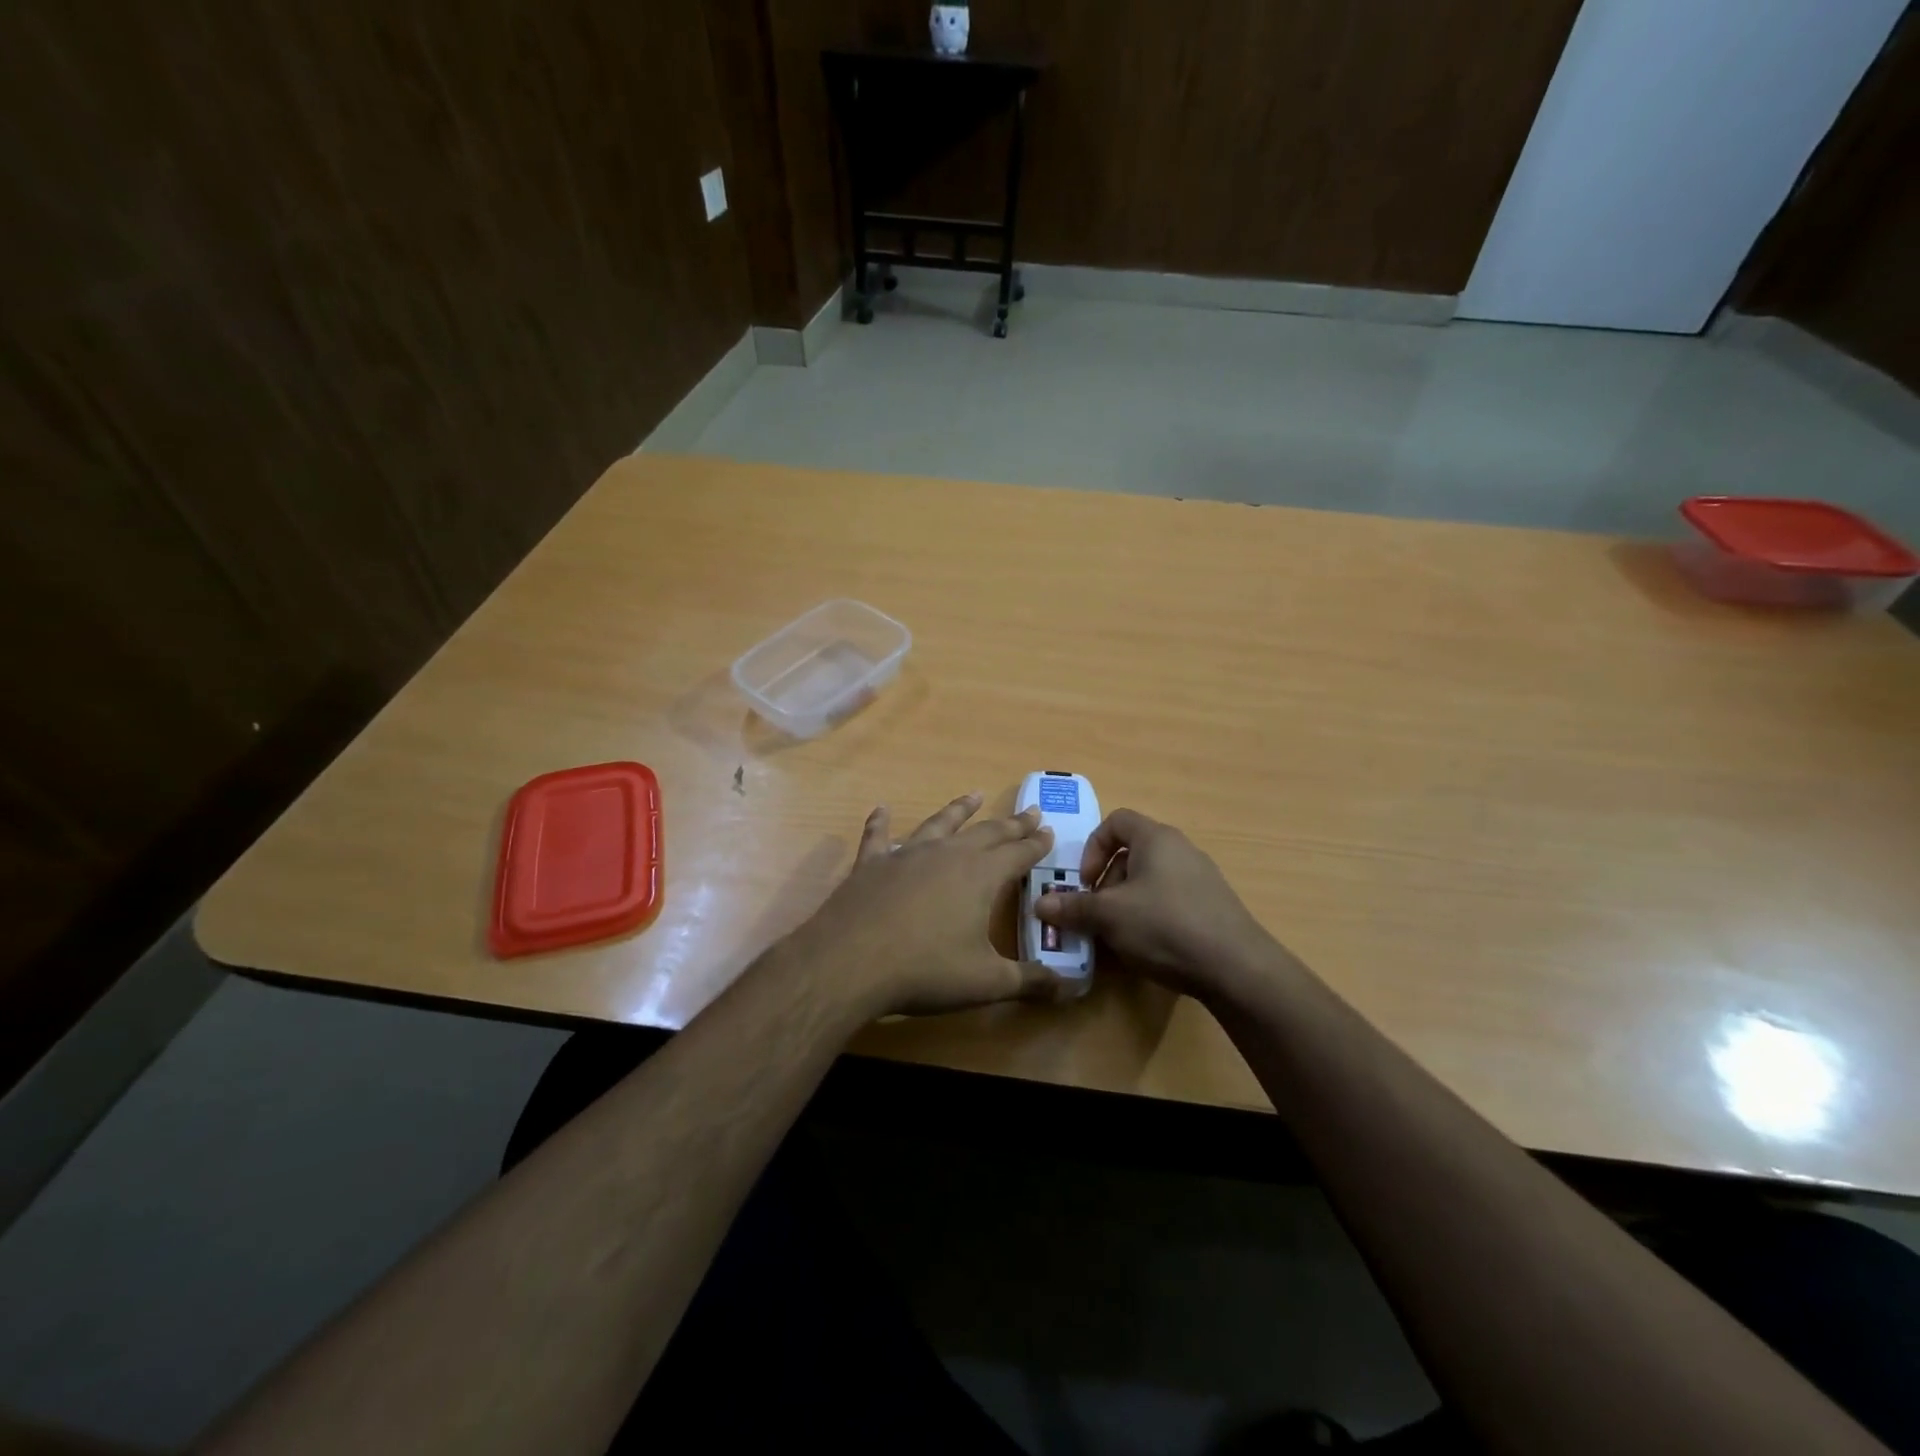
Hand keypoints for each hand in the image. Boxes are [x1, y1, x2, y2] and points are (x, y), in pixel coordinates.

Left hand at [779, 792, 1065, 1018]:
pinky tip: (881, 809)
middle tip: (1029, 811)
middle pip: (986, 833)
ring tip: (973, 795)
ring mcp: (906, 855)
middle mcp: (947, 855)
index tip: (1049, 831)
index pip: (1018, 854)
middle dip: (1010, 824)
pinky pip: (878, 837)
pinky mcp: (871, 864)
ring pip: (940, 824)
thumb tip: (1070, 989)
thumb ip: (1029, 982)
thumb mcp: (986, 982)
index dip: (1036, 844)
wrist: (851, 962)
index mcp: (980, 876)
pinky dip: (880, 823)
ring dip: (958, 809)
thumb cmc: (926, 970)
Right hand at [1033, 808, 1282, 1000]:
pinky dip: (1152, 915)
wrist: (1237, 967)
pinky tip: (1149, 946)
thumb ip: (1073, 908)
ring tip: (1120, 934)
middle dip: (1107, 882)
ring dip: (1127, 901)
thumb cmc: (1165, 926)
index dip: (1092, 848)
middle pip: (1131, 852)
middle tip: (1097, 913)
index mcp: (1156, 838)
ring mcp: (1201, 877)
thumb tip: (1040, 905)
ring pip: (1150, 879)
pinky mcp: (1213, 905)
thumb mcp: (1109, 917)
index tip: (1086, 882)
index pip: (1115, 821)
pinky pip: (1171, 899)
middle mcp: (1180, 849)